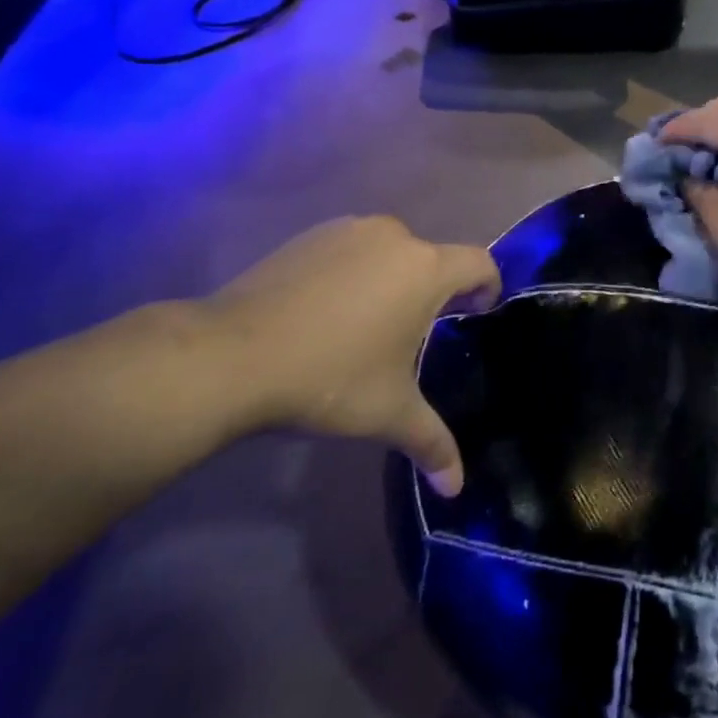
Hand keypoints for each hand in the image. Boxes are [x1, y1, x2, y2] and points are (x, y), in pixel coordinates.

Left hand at [196, 216, 499, 494]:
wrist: (230, 354)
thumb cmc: (328, 378)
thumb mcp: (388, 413)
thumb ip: (432, 443)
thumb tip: (456, 487)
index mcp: (425, 269)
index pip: (479, 263)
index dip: (487, 288)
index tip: (474, 315)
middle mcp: (394, 236)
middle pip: (433, 258)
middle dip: (434, 291)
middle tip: (416, 334)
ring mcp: (348, 230)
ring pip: (391, 251)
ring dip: (393, 279)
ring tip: (370, 324)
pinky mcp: (310, 235)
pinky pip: (353, 249)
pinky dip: (355, 272)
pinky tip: (329, 311)